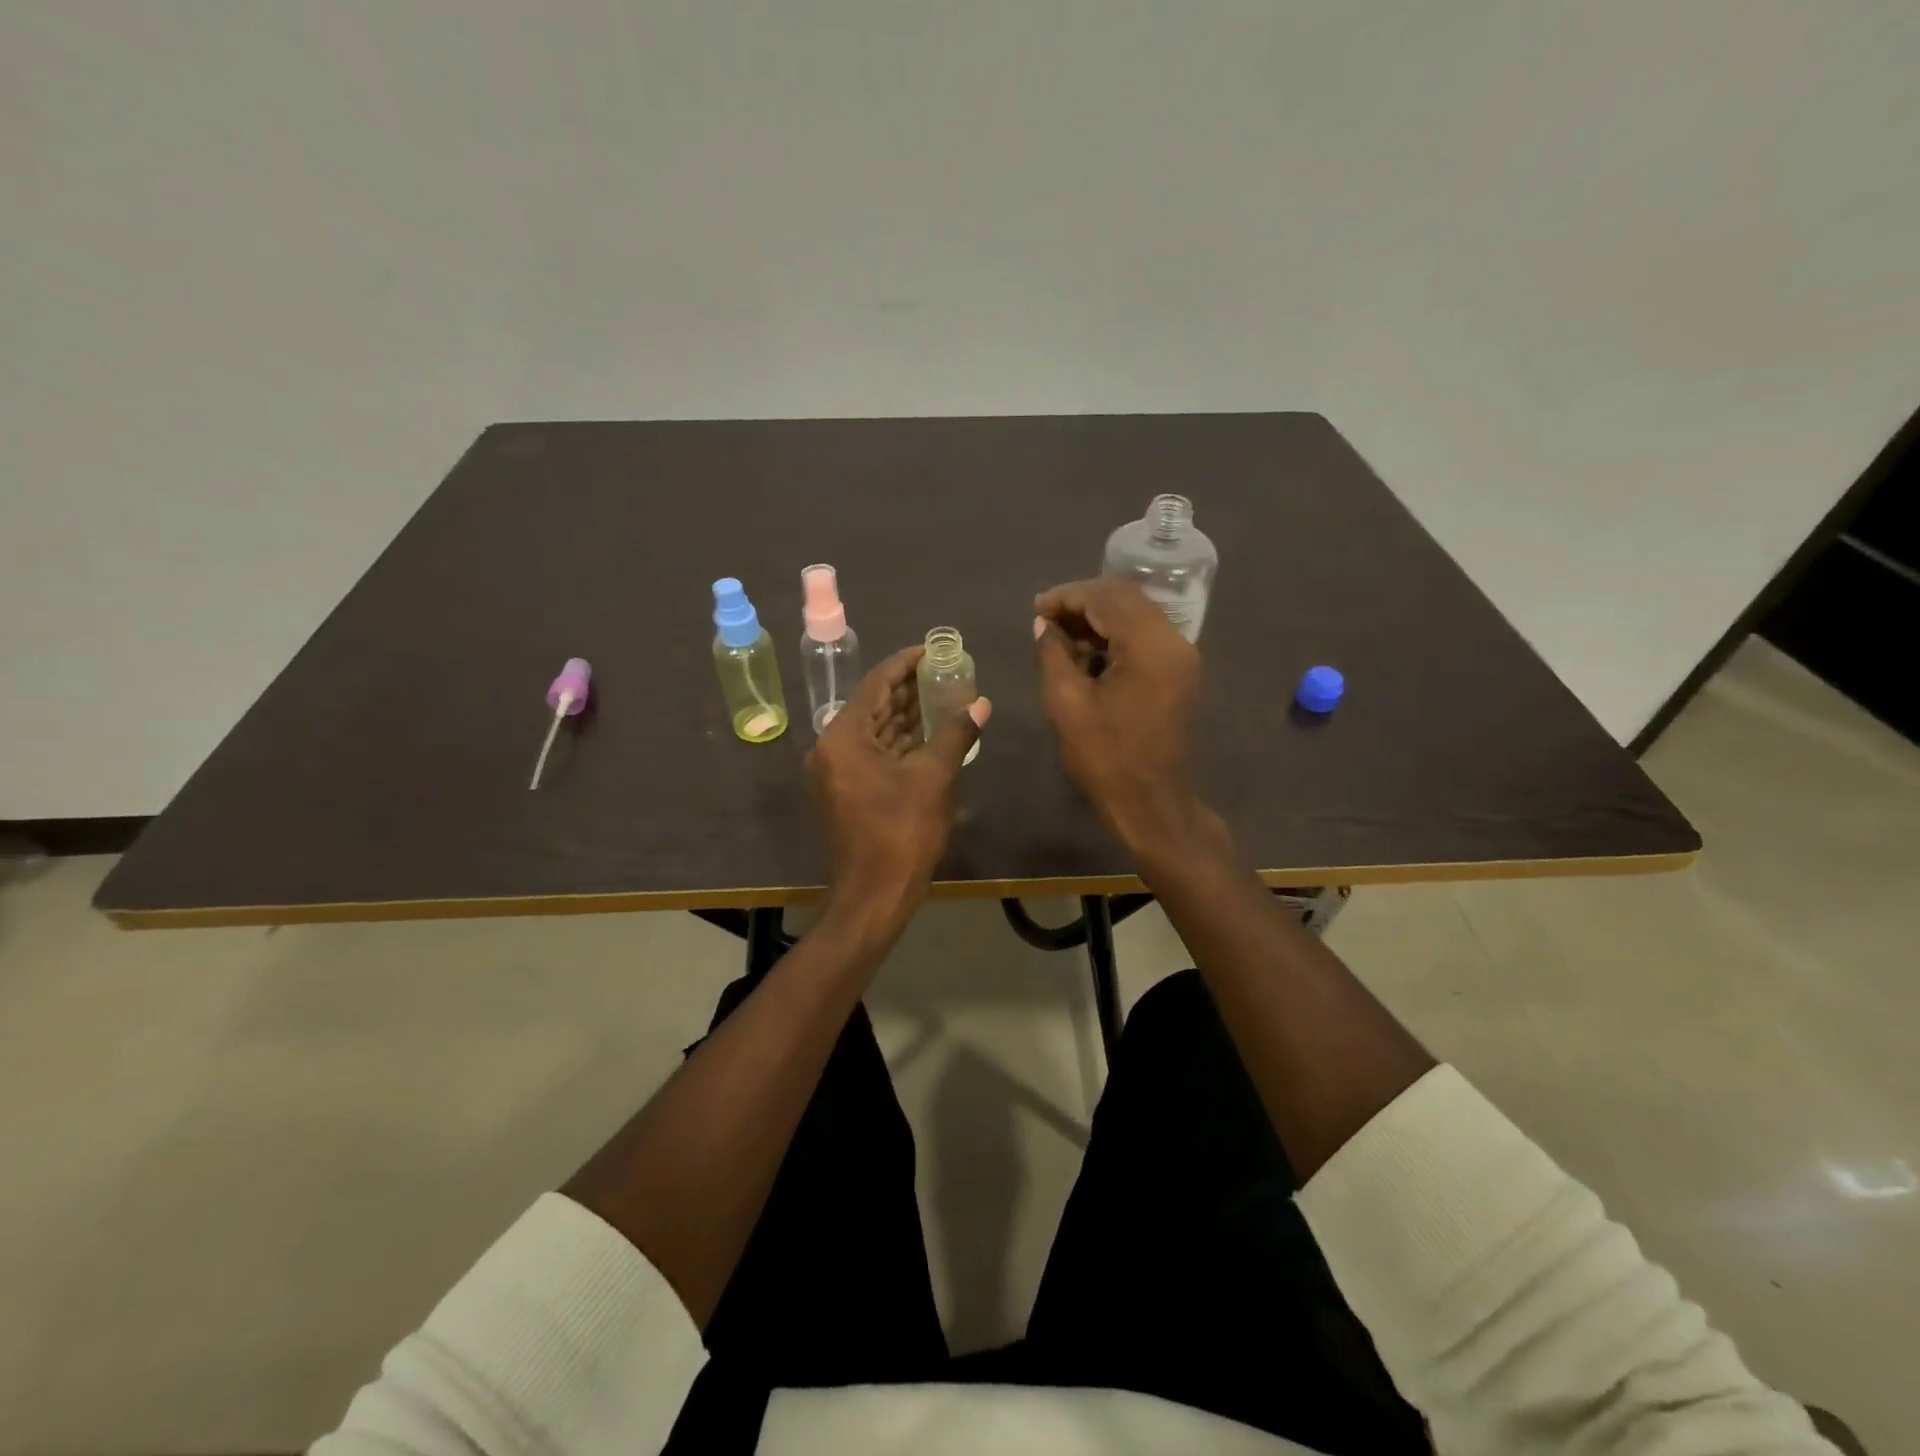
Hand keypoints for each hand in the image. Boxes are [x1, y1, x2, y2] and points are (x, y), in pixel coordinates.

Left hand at [807, 645, 990, 927]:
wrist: (874, 896)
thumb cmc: (901, 833)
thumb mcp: (934, 778)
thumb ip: (955, 734)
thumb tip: (981, 704)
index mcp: (843, 737)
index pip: (875, 684)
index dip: (905, 663)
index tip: (932, 649)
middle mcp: (832, 748)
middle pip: (873, 705)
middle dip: (908, 689)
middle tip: (944, 671)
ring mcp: (837, 772)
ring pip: (875, 731)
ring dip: (906, 715)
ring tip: (943, 695)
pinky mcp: (847, 791)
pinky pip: (874, 753)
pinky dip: (900, 742)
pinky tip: (929, 733)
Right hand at [1034, 578, 1207, 856]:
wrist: (1152, 804)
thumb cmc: (1105, 758)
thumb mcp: (1066, 704)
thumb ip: (1053, 654)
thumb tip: (1044, 625)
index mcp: (1149, 646)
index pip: (1107, 597)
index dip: (1067, 596)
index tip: (1036, 609)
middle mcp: (1174, 642)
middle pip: (1126, 599)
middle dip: (1083, 602)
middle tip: (1045, 618)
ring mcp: (1182, 658)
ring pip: (1137, 616)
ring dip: (1099, 619)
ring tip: (1059, 635)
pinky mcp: (1180, 674)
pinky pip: (1146, 638)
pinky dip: (1115, 636)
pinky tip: (1086, 653)